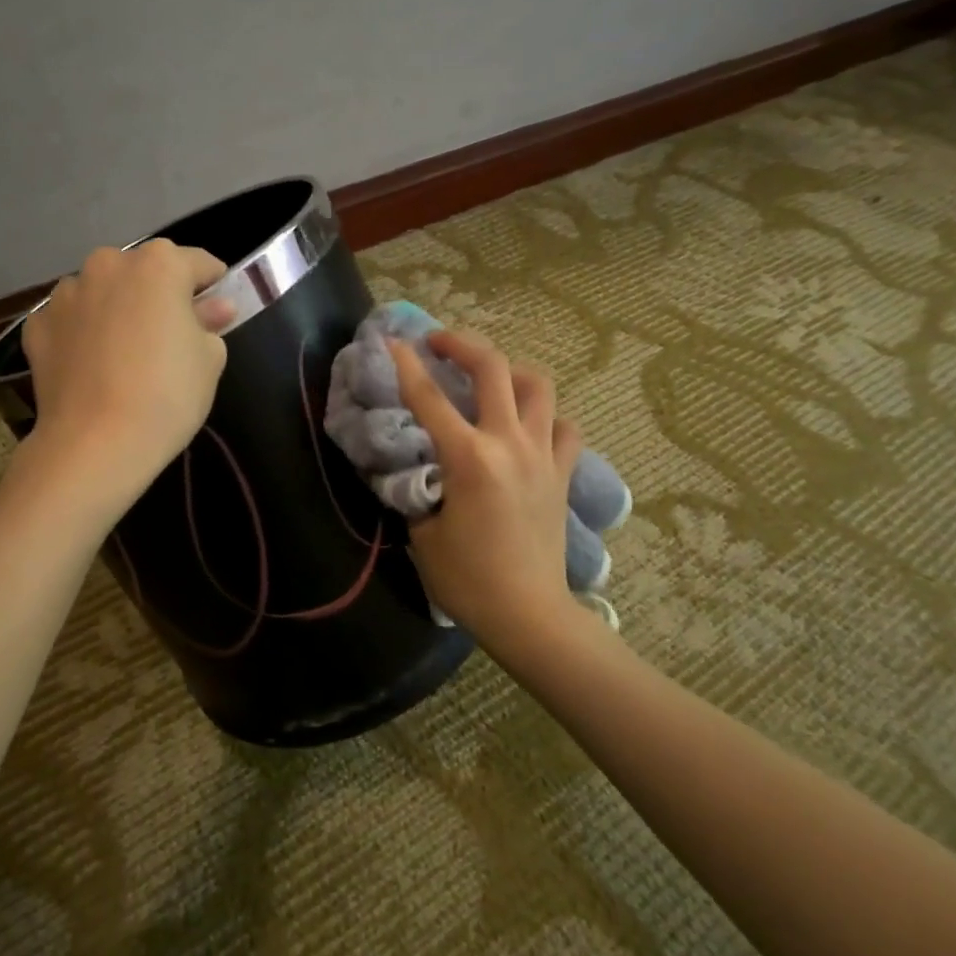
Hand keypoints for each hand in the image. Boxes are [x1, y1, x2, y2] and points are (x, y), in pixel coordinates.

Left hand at [21, 240, 234, 505]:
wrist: (95, 443)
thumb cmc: (167, 395)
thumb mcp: (209, 359)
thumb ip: (210, 322)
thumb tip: (214, 308)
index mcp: (158, 265)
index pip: (198, 264)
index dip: (213, 284)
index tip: (218, 306)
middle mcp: (108, 264)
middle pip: (144, 272)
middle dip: (158, 294)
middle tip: (169, 333)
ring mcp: (66, 293)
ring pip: (102, 292)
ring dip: (116, 309)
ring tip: (124, 351)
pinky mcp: (37, 325)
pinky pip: (70, 320)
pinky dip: (82, 333)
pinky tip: (91, 365)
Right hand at [388, 331, 595, 648]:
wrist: (529, 615)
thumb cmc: (467, 580)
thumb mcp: (422, 532)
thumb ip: (419, 489)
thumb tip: (419, 469)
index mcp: (469, 459)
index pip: (429, 397)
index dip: (405, 364)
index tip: (390, 340)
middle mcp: (510, 444)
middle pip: (493, 368)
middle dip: (462, 344)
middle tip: (439, 343)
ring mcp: (543, 455)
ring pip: (538, 386)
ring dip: (509, 370)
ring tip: (488, 376)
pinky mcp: (563, 473)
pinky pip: (564, 426)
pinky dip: (546, 415)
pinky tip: (529, 423)